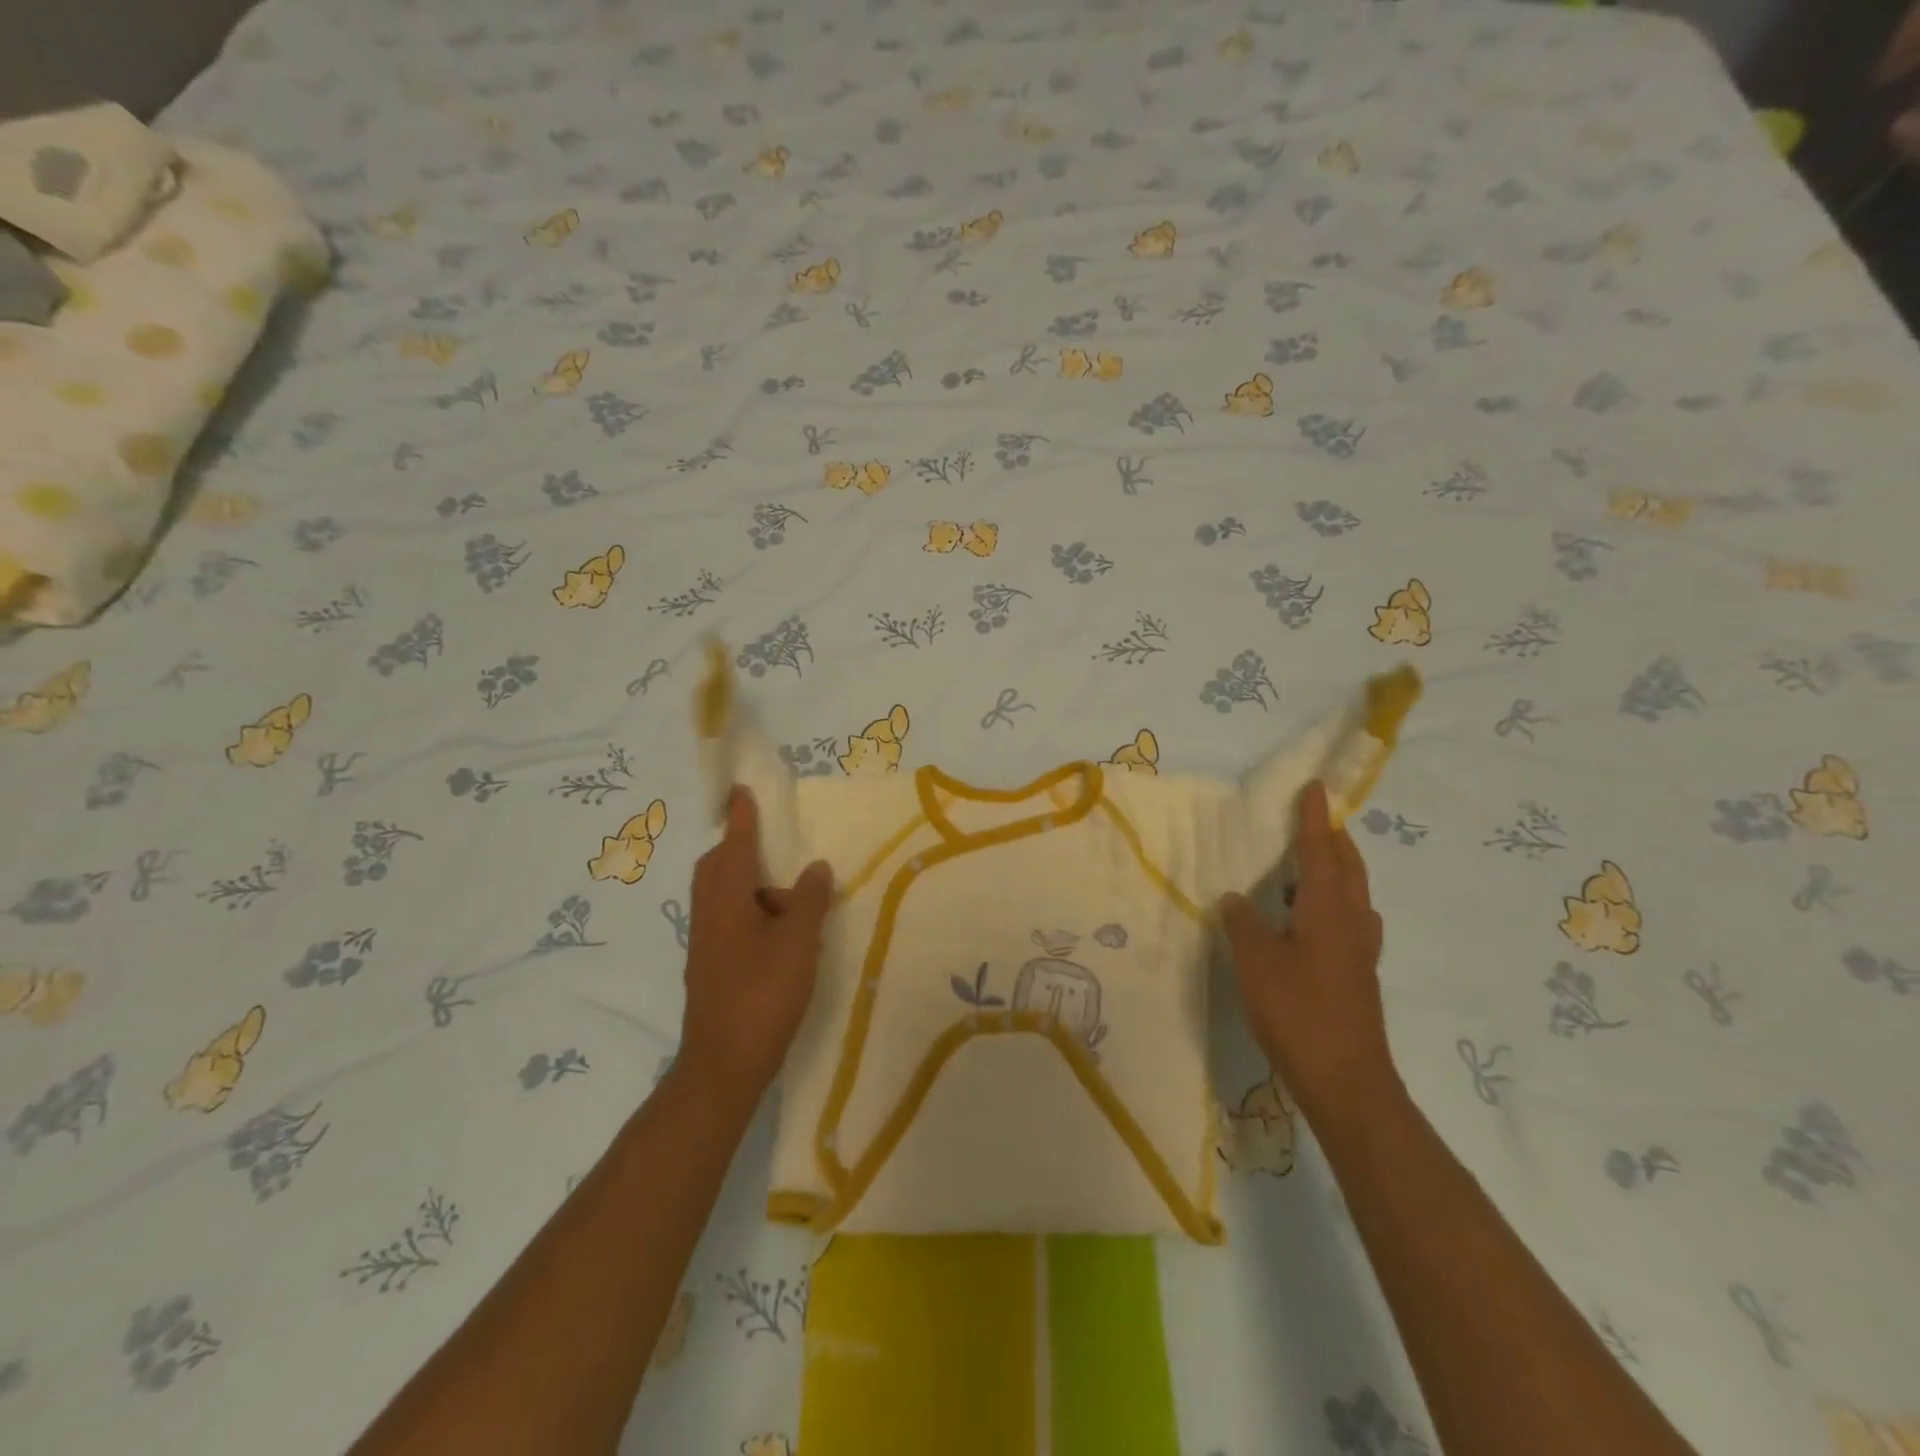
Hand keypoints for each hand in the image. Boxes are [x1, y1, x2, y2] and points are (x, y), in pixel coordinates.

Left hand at [676, 787, 833, 1111]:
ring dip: (749, 884)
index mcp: (726, 899)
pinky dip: (750, 911)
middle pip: (717, 867)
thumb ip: (808, 899)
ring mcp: (706, 943)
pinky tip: (779, 934)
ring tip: (791, 898)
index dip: (741, 816)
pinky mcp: (711, 967)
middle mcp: (709, 914)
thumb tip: (814, 866)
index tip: (741, 790)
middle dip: (739, 848)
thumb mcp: (798, 942)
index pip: (734, 844)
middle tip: (771, 845)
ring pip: (722, 896)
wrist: (723, 1064)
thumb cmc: (763, 994)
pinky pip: (728, 920)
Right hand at [1218, 780, 1395, 1117]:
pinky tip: (1312, 921)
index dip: (1314, 818)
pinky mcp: (1358, 975)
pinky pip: (1349, 921)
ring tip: (1307, 867)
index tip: (1315, 788)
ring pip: (1353, 895)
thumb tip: (1236, 898)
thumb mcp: (1256, 961)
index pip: (1320, 850)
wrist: (1346, 1080)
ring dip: (1336, 871)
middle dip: (1334, 839)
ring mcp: (1360, 951)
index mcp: (1327, 909)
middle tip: (1314, 820)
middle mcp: (1351, 922)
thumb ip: (1243, 923)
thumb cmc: (1298, 1011)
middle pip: (1349, 868)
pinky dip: (1333, 904)